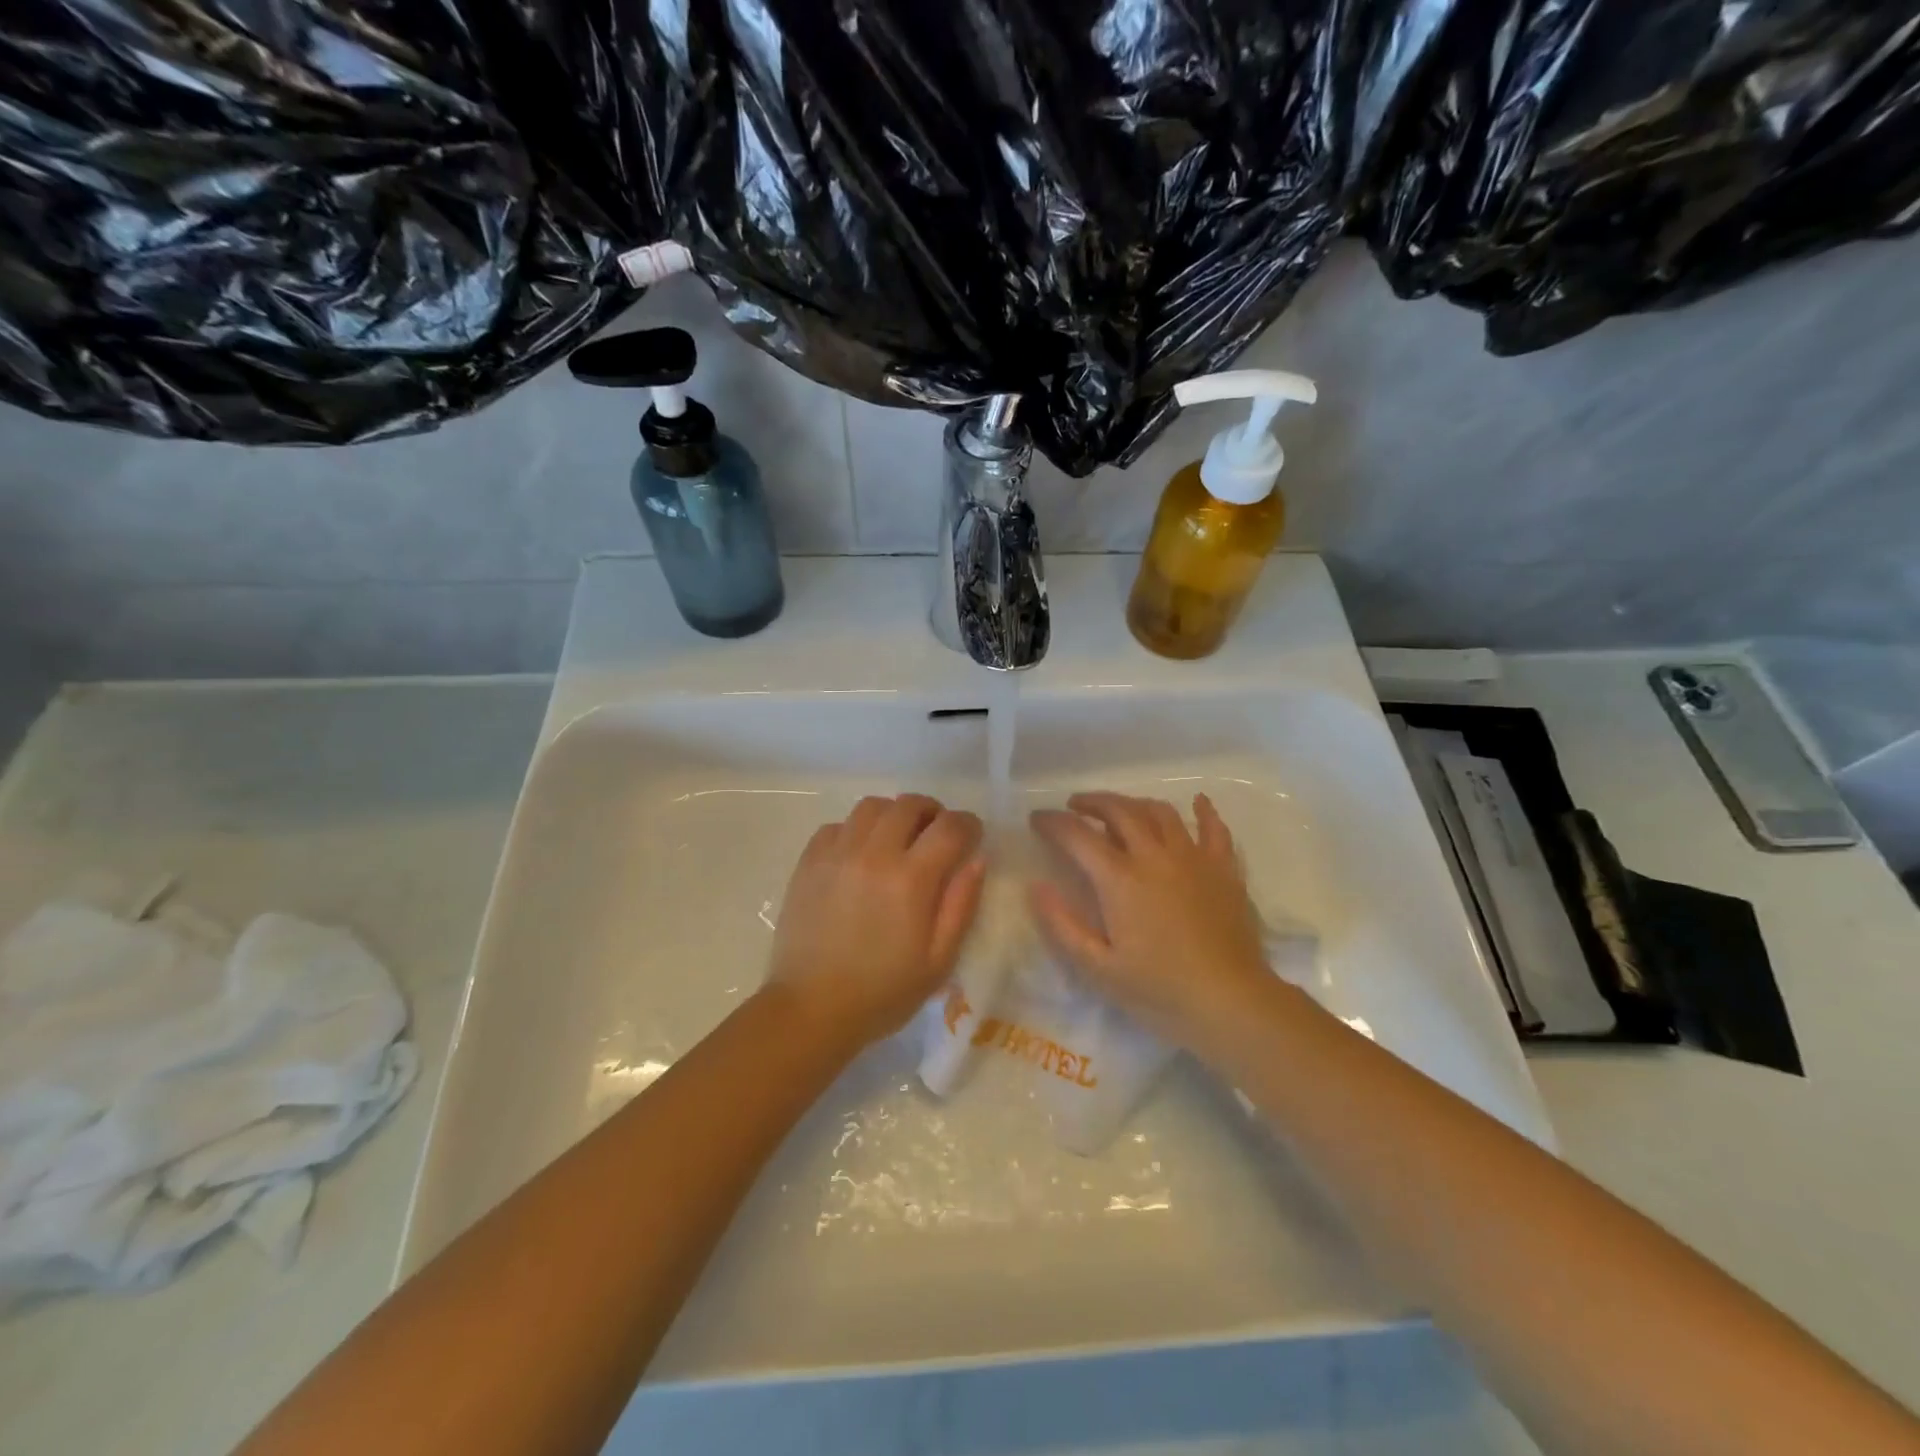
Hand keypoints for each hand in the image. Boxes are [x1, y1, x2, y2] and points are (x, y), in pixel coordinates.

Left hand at [767, 794, 985, 1049]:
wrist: (811, 1009)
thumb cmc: (884, 991)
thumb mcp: (939, 959)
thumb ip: (961, 904)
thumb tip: (976, 859)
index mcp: (911, 879)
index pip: (950, 827)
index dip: (968, 825)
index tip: (971, 837)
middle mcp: (874, 854)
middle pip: (910, 803)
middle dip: (933, 813)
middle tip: (936, 837)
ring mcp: (837, 853)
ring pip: (872, 806)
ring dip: (894, 815)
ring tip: (898, 840)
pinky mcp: (809, 861)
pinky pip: (838, 825)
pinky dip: (857, 830)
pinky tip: (861, 855)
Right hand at [1029, 792, 1274, 1060]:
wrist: (1230, 1002)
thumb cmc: (1159, 990)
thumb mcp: (1097, 968)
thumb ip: (1062, 925)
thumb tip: (1037, 886)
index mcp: (1119, 879)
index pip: (1078, 836)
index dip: (1053, 822)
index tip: (1037, 818)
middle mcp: (1154, 856)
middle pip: (1119, 810)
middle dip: (1092, 802)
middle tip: (1074, 805)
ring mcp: (1193, 858)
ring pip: (1160, 812)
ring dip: (1134, 803)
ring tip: (1120, 808)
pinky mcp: (1224, 869)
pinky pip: (1214, 829)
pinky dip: (1204, 811)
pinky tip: (1198, 802)